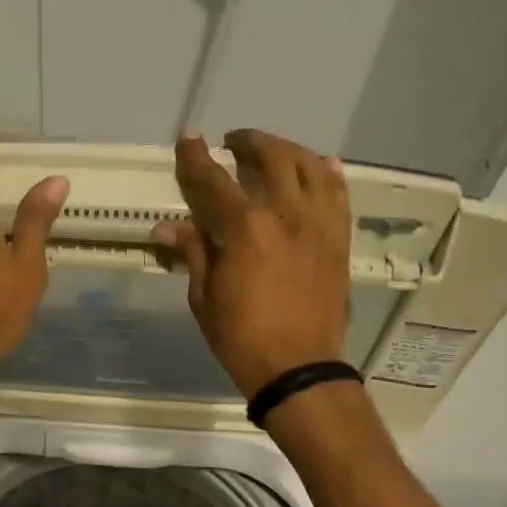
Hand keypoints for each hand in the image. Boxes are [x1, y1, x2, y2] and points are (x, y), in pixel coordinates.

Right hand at [152, 129, 351, 398]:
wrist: (298, 367)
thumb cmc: (241, 337)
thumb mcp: (205, 297)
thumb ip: (193, 253)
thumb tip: (167, 228)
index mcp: (246, 228)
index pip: (214, 180)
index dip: (196, 158)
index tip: (189, 139)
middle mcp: (287, 214)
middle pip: (271, 158)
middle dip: (249, 143)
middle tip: (234, 143)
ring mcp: (319, 224)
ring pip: (310, 167)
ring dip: (288, 150)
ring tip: (274, 151)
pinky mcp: (339, 239)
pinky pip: (338, 194)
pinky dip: (327, 174)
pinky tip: (319, 166)